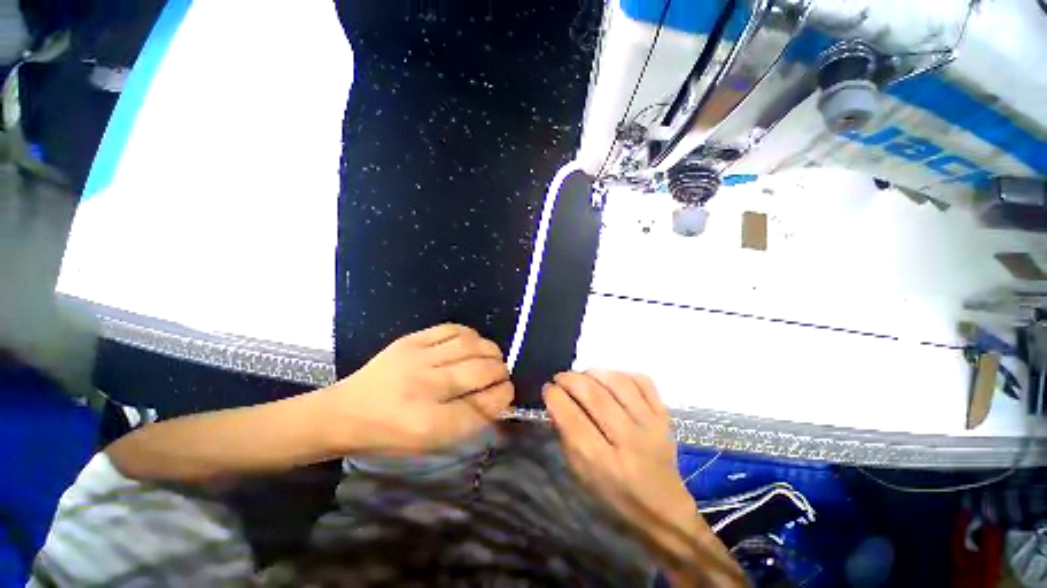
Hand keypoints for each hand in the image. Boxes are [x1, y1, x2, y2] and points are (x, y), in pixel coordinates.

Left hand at [327, 324, 513, 454]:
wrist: (345, 412)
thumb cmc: (389, 435)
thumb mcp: (429, 443)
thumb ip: (467, 421)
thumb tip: (498, 396)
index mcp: (429, 425)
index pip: (482, 406)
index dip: (503, 395)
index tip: (508, 391)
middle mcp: (425, 388)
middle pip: (479, 371)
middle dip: (500, 370)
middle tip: (502, 372)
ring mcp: (417, 358)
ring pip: (469, 345)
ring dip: (490, 349)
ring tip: (493, 355)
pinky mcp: (410, 340)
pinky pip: (451, 329)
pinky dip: (470, 334)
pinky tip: (473, 342)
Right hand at [545, 371, 743, 586]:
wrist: (664, 510)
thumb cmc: (614, 497)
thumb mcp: (581, 476)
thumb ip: (567, 437)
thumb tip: (556, 401)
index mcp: (603, 463)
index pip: (572, 419)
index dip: (555, 397)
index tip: (547, 389)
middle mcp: (628, 441)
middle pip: (594, 396)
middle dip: (570, 379)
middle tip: (560, 378)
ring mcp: (651, 425)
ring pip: (618, 382)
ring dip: (593, 373)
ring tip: (582, 376)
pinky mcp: (665, 416)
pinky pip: (643, 381)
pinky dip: (621, 373)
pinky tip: (610, 379)